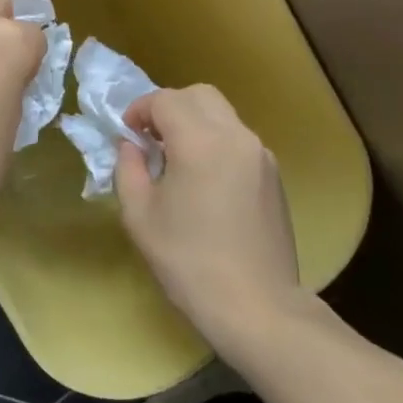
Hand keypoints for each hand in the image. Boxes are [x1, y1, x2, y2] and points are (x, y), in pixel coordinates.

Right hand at [116, 85, 308, 354]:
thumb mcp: (139, 215)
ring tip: (175, 160)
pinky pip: (238, 140)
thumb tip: (131, 146)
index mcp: (200, 142)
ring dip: (194, 123)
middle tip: (150, 138)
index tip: (127, 133)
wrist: (256, 306)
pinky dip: (215, 142)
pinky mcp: (274, 176)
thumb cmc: (188, 261)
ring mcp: (261, 155)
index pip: (166, 100)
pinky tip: (203, 181)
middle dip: (170, 107)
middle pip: (200, 95)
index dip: (140, 109)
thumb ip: (129, 169)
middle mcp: (236, 137)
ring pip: (223, 115)